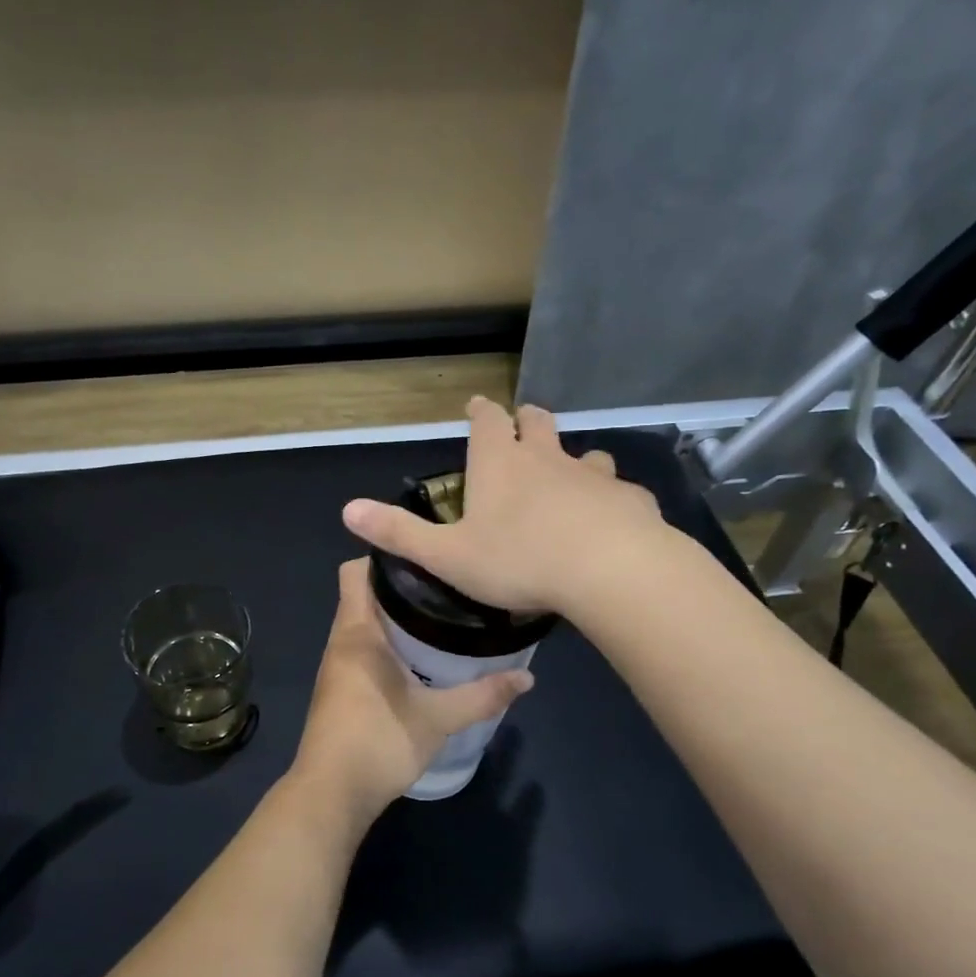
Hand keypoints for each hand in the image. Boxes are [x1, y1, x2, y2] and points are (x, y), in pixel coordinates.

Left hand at [288, 559, 532, 825]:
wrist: (331, 795)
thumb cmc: (378, 742)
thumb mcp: (438, 719)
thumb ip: (482, 696)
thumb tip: (527, 678)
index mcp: (357, 633)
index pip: (355, 571)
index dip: (384, 557)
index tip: (426, 557)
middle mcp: (341, 641)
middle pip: (364, 594)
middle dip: (401, 586)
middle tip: (447, 586)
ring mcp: (337, 666)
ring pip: (364, 623)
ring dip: (395, 617)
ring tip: (441, 616)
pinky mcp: (340, 688)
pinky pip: (363, 648)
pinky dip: (388, 642)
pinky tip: (421, 657)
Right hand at [341, 397, 673, 616]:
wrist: (609, 571)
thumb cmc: (518, 561)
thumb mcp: (447, 555)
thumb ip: (399, 533)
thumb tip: (347, 510)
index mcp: (500, 463)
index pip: (488, 420)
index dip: (481, 411)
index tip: (477, 405)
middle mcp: (547, 458)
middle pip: (539, 422)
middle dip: (527, 421)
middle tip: (522, 426)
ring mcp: (594, 475)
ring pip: (585, 453)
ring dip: (574, 459)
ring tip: (570, 476)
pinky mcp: (628, 499)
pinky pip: (619, 490)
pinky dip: (610, 497)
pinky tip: (612, 517)